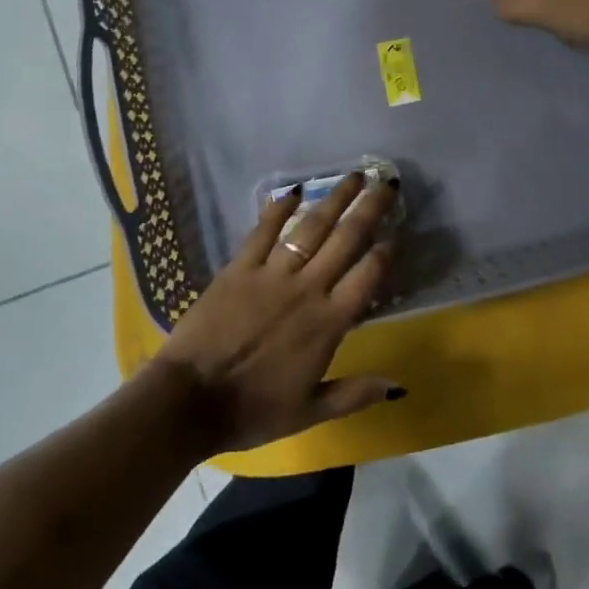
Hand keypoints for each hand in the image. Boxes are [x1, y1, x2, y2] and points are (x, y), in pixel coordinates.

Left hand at [145, 173, 403, 453]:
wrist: (191, 400)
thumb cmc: (252, 410)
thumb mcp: (309, 412)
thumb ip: (354, 394)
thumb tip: (398, 385)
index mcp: (327, 324)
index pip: (366, 277)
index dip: (384, 252)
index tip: (394, 234)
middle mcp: (306, 289)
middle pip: (346, 240)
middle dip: (369, 209)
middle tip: (386, 184)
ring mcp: (271, 274)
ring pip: (310, 227)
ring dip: (334, 199)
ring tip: (353, 177)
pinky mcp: (239, 268)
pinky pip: (262, 231)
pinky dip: (278, 209)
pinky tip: (293, 191)